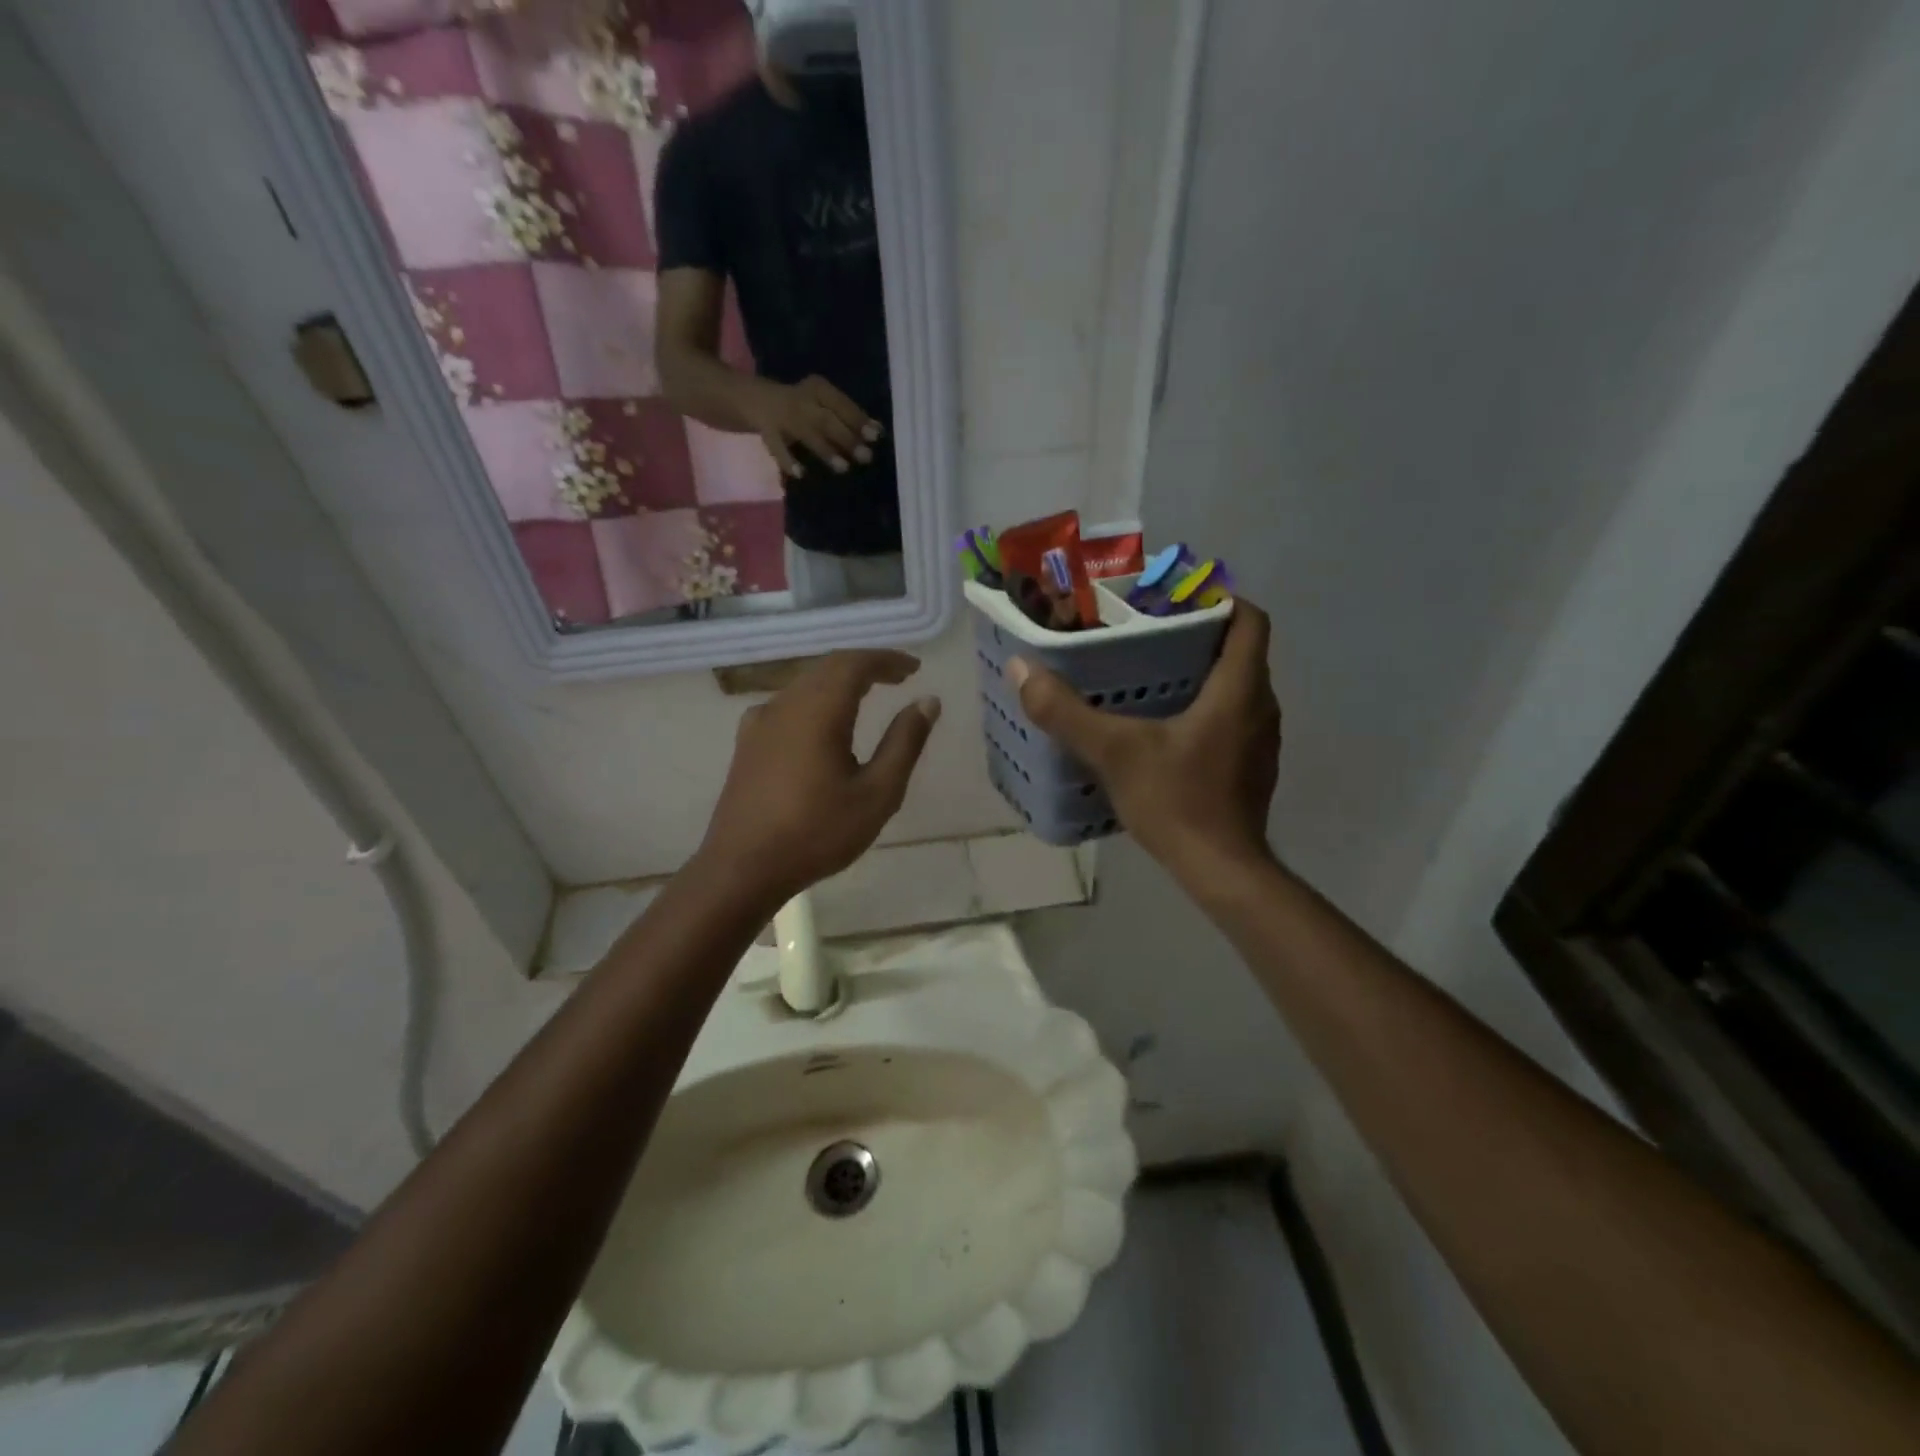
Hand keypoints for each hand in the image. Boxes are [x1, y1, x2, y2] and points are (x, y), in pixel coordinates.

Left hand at [699, 650, 939, 903]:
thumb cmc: (817, 832)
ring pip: (806, 684)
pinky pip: (787, 704)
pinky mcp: (747, 742)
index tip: (914, 668)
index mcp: (819, 710)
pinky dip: (815, 700)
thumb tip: (927, 701)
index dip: (887, 660)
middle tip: (898, 677)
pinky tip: (822, 723)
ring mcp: (760, 722)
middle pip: (829, 668)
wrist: (742, 868)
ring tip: (868, 695)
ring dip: (839, 682)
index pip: (855, 663)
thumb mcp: (877, 793)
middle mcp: (786, 704)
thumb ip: (904, 743)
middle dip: (866, 667)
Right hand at [742, 375, 882, 478]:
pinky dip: (787, 461)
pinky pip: (777, 447)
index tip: (876, 436)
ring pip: (807, 433)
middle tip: (865, 457)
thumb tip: (878, 431)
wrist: (757, 400)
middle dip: (847, 438)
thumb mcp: (825, 404)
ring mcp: (783, 416)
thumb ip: (849, 417)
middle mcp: (801, 400)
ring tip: (844, 468)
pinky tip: (800, 474)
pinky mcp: (767, 432)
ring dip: (826, 451)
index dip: (858, 420)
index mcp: (818, 388)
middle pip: (826, 420)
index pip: (841, 403)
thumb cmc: (804, 406)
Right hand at [1007, 601, 1280, 882]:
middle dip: (1197, 635)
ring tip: (1149, 674)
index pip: (1249, 619)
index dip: (1219, 599)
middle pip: (1239, 651)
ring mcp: (1261, 741)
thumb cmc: (1178, 802)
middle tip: (1146, 633)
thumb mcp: (1114, 752)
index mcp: (1239, 690)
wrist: (1221, 871)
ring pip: (1236, 687)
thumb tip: (1021, 669)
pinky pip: (1231, 718)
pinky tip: (1163, 727)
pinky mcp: (1252, 767)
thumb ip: (1066, 711)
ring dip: (1201, 673)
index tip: (1174, 598)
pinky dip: (1204, 708)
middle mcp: (1261, 707)